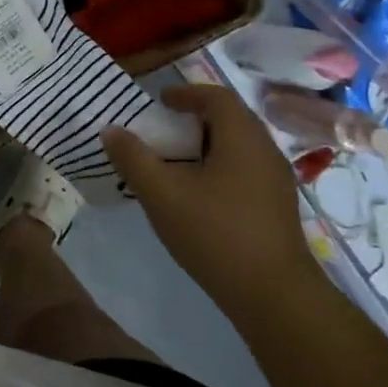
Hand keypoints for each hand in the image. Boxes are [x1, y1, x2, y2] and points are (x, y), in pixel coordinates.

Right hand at [101, 84, 313, 306]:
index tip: (160, 101)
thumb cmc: (215, 234)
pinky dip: (219, 166)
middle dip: (195, 118)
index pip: (216, 97)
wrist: (272, 293)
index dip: (186, 93)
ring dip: (206, 144)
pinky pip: (245, 169)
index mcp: (242, 138)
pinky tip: (198, 194)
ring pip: (239, 146)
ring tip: (175, 162)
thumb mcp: (162, 194)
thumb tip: (111, 130)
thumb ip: (133, 159)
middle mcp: (265, 150)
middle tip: (163, 130)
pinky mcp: (276, 205)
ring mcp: (276, 179)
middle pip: (230, 119)